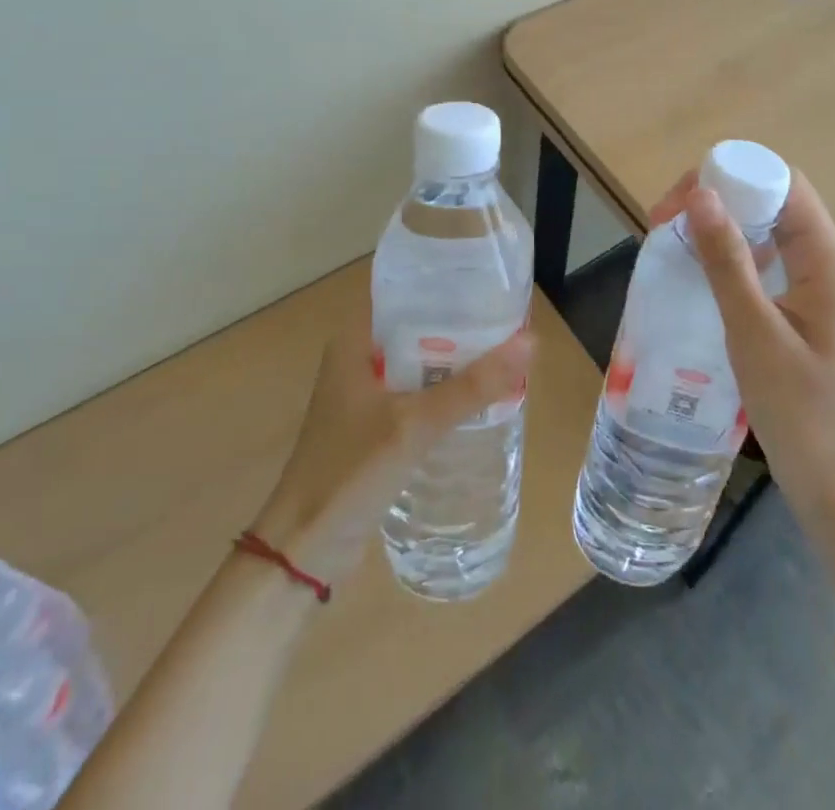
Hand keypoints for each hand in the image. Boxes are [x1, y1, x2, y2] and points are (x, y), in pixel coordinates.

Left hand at [251, 308, 532, 586]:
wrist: (303, 550)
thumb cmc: (349, 472)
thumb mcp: (414, 424)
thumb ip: (471, 386)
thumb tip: (531, 342)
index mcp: (355, 340)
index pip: (405, 292)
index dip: (447, 284)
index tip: (491, 284)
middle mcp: (359, 358)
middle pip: (418, 327)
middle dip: (461, 325)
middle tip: (510, 320)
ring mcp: (366, 394)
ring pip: (421, 363)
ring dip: (456, 361)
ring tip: (505, 353)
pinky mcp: (375, 425)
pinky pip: (418, 394)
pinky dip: (446, 391)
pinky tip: (480, 397)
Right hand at [650, 167, 834, 520]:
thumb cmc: (800, 412)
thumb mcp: (754, 332)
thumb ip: (727, 260)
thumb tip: (699, 194)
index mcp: (831, 260)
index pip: (783, 184)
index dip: (732, 177)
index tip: (679, 200)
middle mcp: (834, 263)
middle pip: (776, 203)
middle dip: (720, 200)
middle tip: (665, 224)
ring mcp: (826, 288)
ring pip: (772, 233)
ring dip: (725, 229)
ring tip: (676, 243)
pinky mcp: (813, 311)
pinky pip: (772, 264)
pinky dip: (737, 258)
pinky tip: (704, 275)